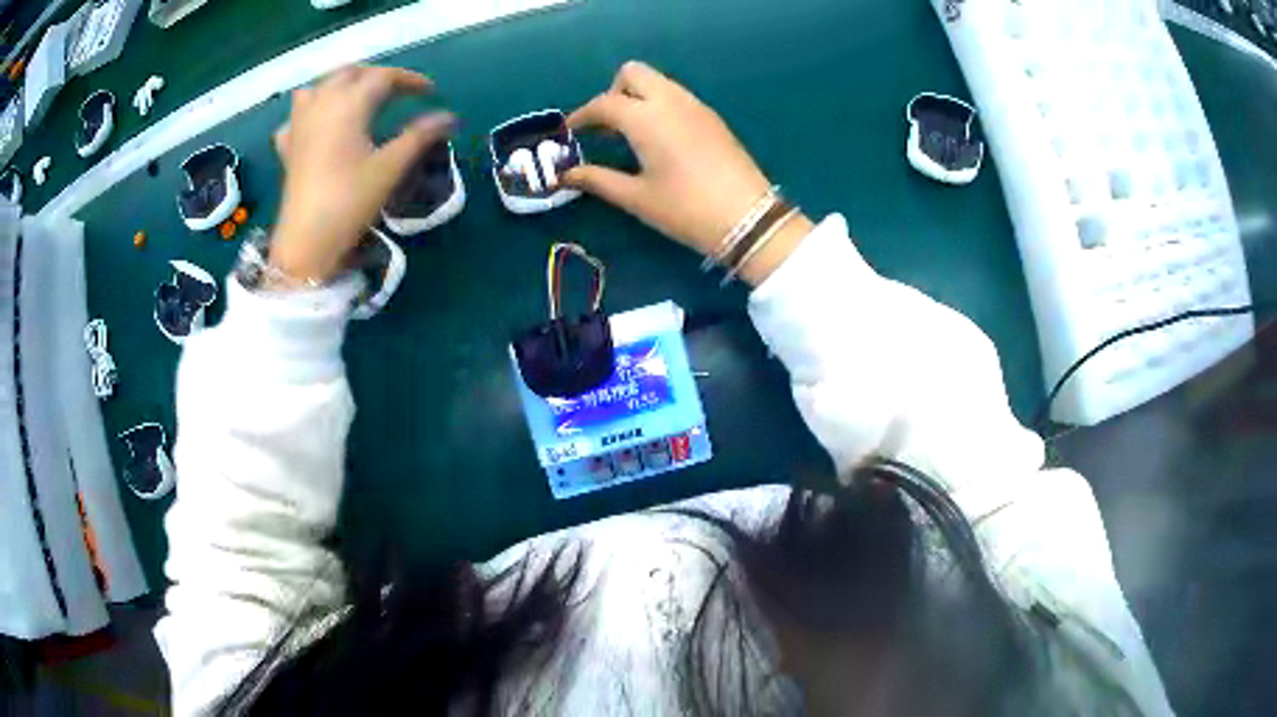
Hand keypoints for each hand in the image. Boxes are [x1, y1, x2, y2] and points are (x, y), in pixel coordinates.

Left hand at [271, 66, 453, 283]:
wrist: (306, 241)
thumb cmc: (350, 200)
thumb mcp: (390, 167)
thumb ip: (420, 136)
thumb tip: (449, 117)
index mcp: (349, 103)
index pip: (383, 76)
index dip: (409, 79)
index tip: (429, 91)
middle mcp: (322, 103)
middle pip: (349, 73)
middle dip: (375, 75)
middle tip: (397, 91)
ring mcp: (300, 124)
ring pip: (319, 86)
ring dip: (340, 84)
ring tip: (356, 97)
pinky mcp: (288, 146)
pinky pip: (297, 115)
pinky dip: (311, 110)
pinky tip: (319, 124)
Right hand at [565, 61, 811, 283]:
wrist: (748, 219)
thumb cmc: (685, 209)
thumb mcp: (636, 197)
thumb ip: (597, 180)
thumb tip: (565, 175)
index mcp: (646, 117)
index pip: (604, 103)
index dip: (582, 116)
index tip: (571, 132)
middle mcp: (670, 100)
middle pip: (633, 73)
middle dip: (613, 92)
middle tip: (607, 126)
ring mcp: (695, 105)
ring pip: (658, 81)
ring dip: (637, 96)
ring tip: (630, 134)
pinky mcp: (712, 117)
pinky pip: (676, 95)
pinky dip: (658, 104)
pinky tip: (658, 138)